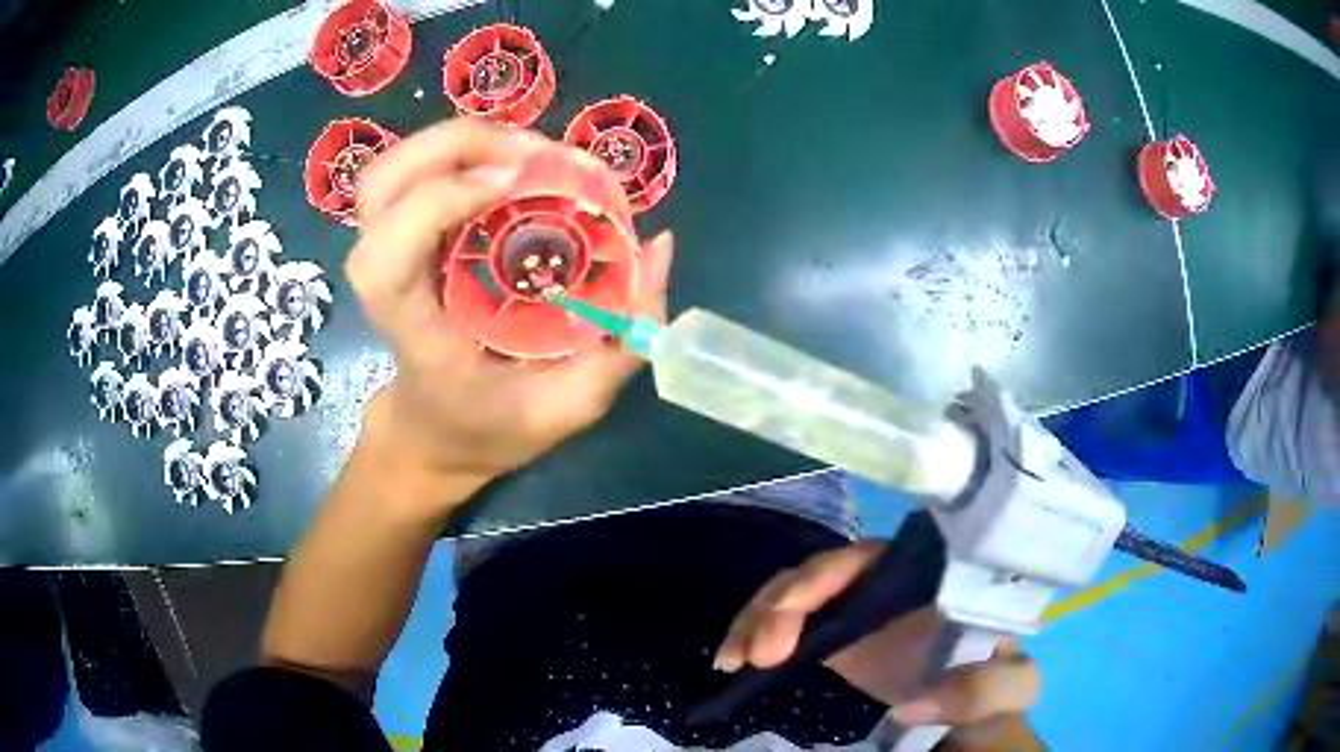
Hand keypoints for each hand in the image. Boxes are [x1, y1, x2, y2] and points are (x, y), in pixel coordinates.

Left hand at [345, 118, 673, 503]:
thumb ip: (621, 341)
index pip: (388, 256)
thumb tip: (659, 245)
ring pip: (389, 169)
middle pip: (380, 185)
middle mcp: (384, 282)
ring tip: (524, 151)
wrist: (436, 430)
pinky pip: (412, 172)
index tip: (512, 185)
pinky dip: (457, 150)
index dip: (438, 201)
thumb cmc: (490, 426)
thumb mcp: (567, 406)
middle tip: (532, 154)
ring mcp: (386, 251)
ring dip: (455, 140)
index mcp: (412, 331)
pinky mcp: (402, 236)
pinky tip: (506, 161)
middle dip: (453, 146)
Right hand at [715, 542, 1039, 729]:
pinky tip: (732, 659)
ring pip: (791, 592)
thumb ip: (982, 688)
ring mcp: (854, 607)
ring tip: (733, 659)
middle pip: (820, 571)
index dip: (827, 574)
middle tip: (757, 653)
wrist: (969, 708)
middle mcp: (887, 581)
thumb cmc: (994, 683)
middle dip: (781, 603)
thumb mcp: (1008, 686)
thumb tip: (912, 702)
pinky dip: (753, 634)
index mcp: (930, 578)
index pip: (871, 556)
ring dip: (756, 619)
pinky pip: (782, 620)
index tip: (793, 611)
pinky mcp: (832, 632)